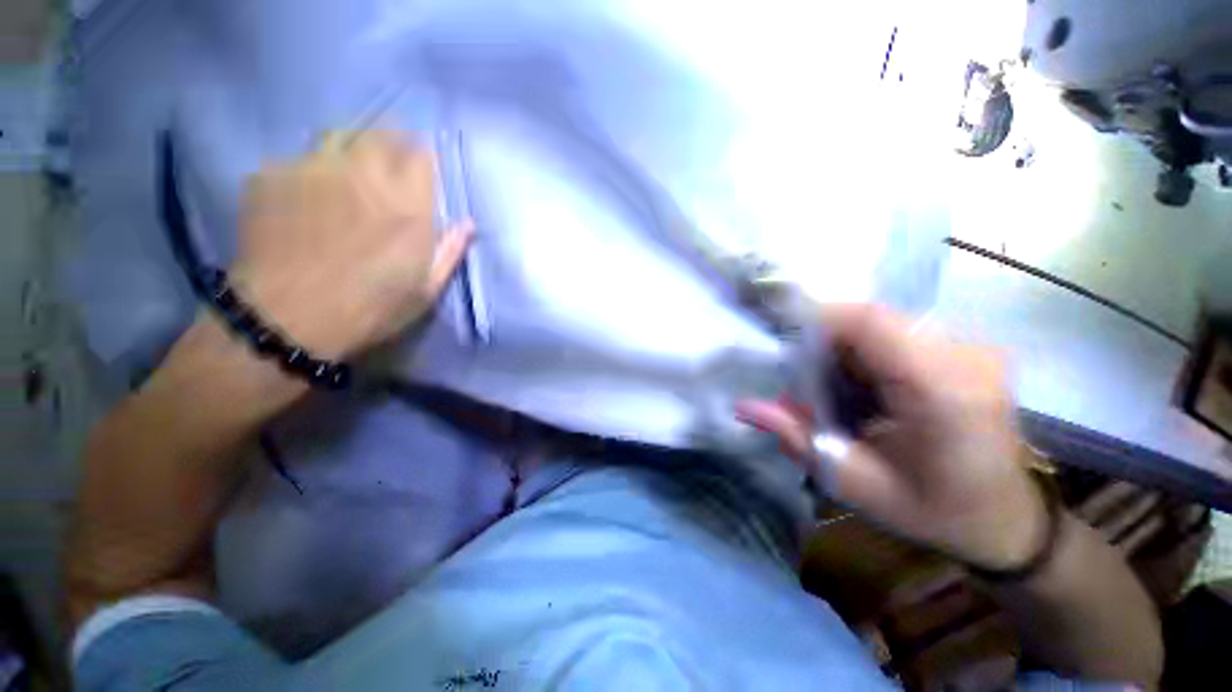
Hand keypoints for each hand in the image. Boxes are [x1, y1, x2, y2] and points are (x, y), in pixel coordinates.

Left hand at [230, 130, 472, 358]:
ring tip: (347, 174)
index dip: (422, 157)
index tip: (421, 168)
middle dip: (391, 140)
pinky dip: (309, 171)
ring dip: (351, 147)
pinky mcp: (271, 174)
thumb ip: (450, 250)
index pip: (421, 153)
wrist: (288, 319)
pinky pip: (298, 159)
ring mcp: (312, 168)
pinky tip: (304, 198)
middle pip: (381, 131)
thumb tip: (469, 223)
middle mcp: (363, 174)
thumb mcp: (426, 289)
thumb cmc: (371, 308)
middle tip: (388, 163)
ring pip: (338, 135)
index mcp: (407, 204)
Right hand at [737, 304, 1046, 569]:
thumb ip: (798, 439)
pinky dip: (868, 352)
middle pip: (873, 318)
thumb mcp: (856, 484)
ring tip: (835, 389)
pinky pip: (900, 332)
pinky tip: (865, 388)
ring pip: (883, 322)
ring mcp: (974, 349)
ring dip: (846, 348)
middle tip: (806, 381)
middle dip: (826, 341)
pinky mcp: (970, 349)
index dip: (817, 320)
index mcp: (941, 391)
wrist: (1006, 520)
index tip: (783, 343)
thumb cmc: (934, 510)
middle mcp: (965, 356)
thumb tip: (744, 406)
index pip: (869, 321)